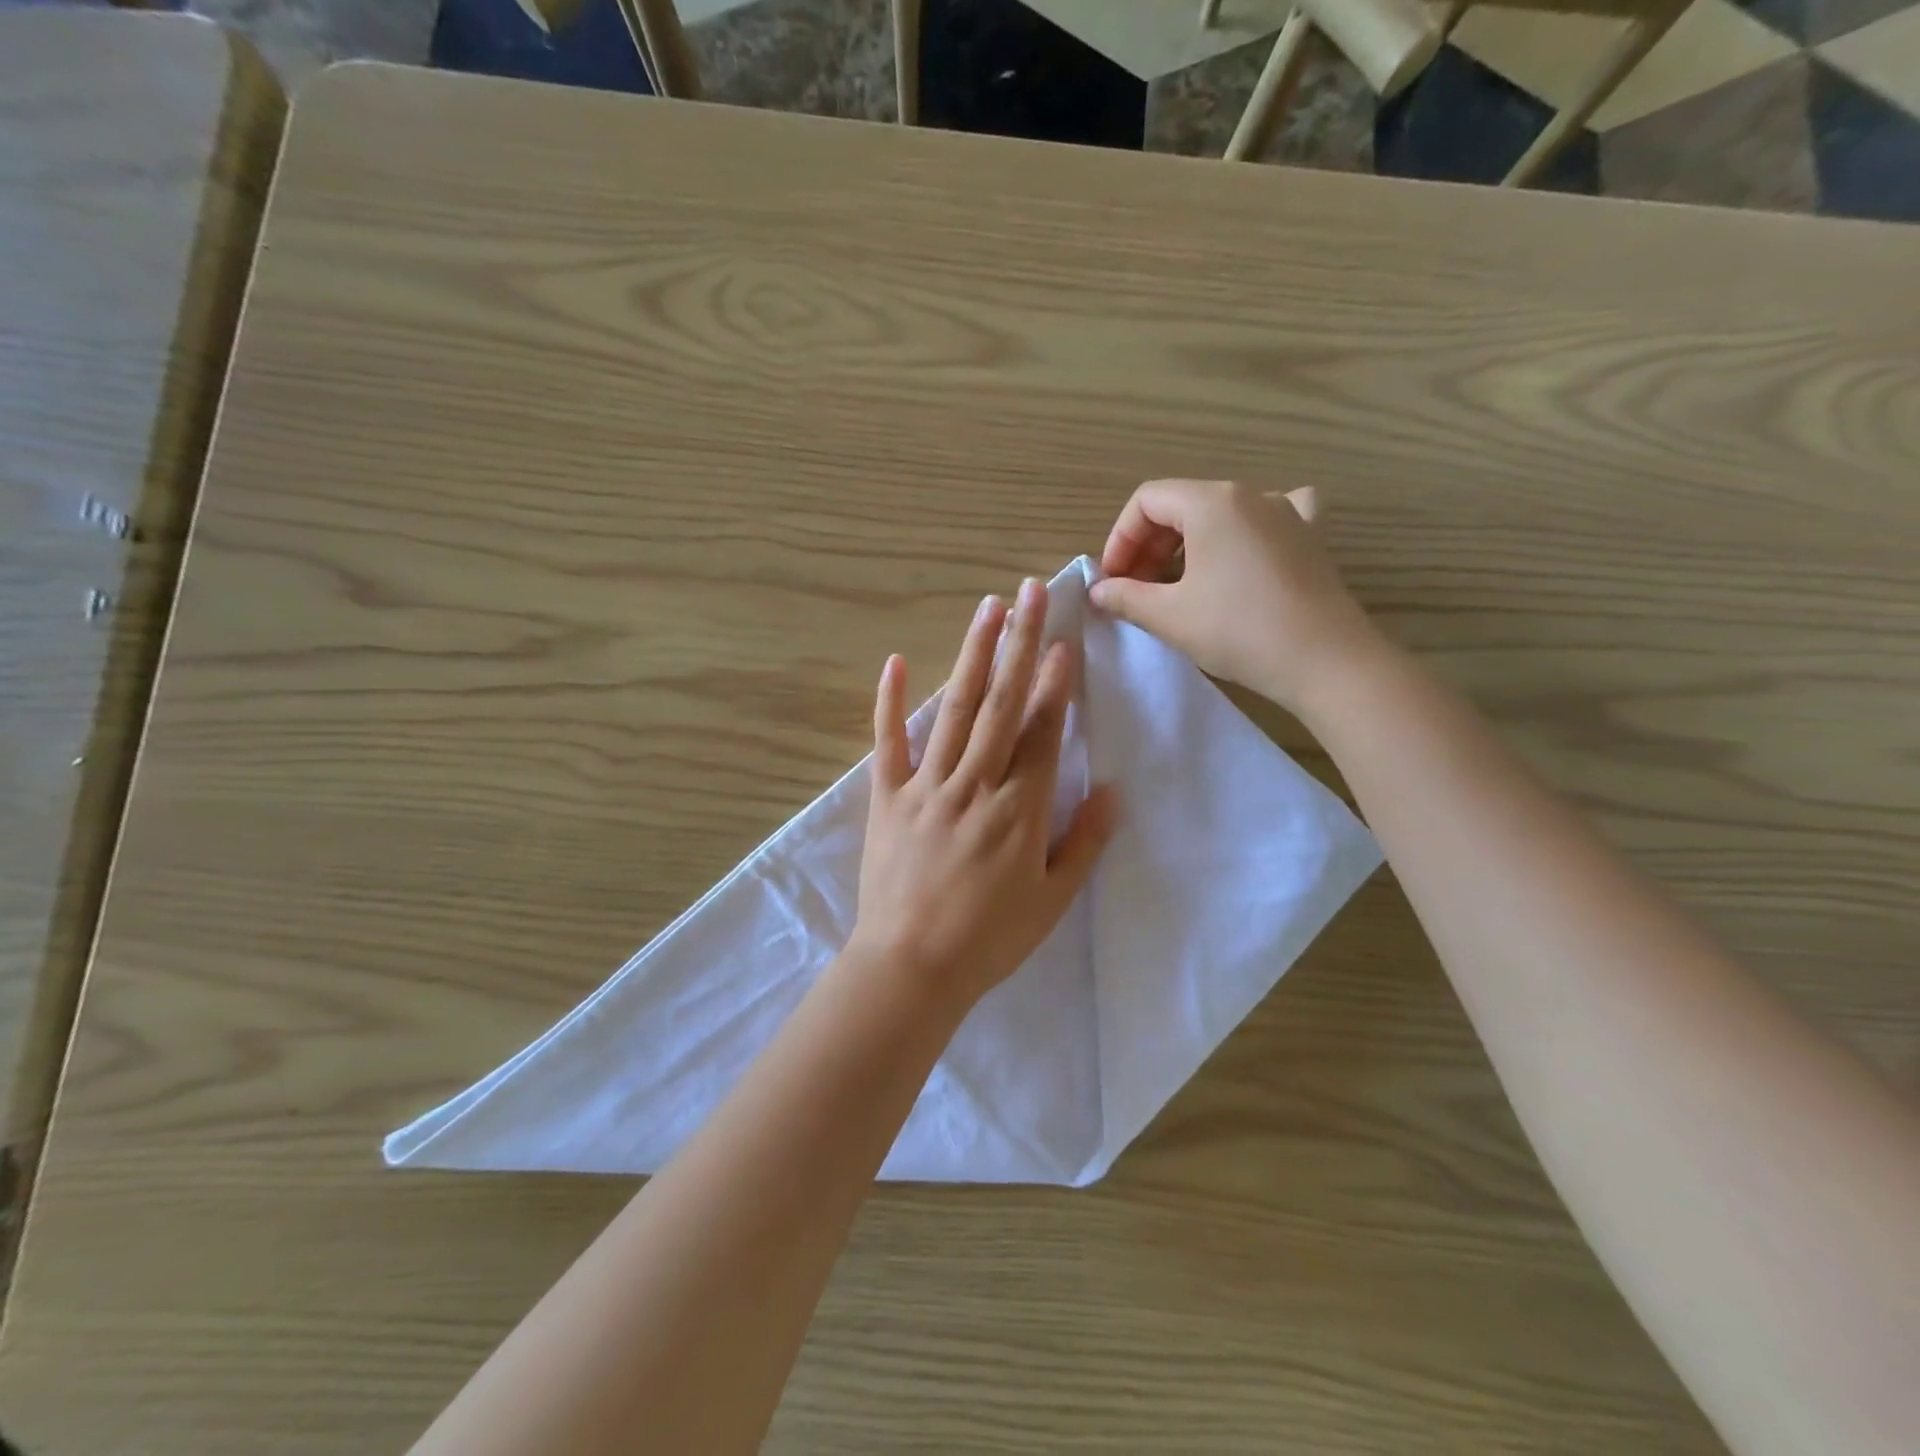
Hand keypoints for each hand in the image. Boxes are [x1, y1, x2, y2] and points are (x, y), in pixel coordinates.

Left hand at [847, 579, 1116, 1010]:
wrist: (912, 968)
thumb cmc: (990, 939)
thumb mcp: (1053, 900)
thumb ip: (1084, 842)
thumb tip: (1114, 791)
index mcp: (1020, 807)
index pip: (1044, 731)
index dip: (1056, 684)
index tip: (1065, 640)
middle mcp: (976, 783)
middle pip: (1003, 703)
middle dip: (1021, 644)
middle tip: (1031, 592)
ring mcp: (927, 786)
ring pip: (955, 709)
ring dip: (973, 655)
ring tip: (987, 607)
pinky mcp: (887, 798)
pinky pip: (888, 743)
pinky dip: (891, 702)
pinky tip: (897, 661)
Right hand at [1089, 479, 1383, 716]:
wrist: (1325, 661)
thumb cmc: (1238, 631)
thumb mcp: (1169, 616)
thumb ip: (1125, 597)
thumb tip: (1100, 590)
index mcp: (1211, 502)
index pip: (1146, 501)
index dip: (1120, 539)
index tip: (1113, 580)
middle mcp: (1251, 495)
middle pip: (1182, 505)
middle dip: (1149, 545)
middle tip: (1137, 590)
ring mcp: (1288, 512)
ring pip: (1221, 514)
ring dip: (1188, 545)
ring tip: (1179, 585)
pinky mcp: (1311, 537)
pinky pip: (1270, 519)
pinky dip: (1246, 532)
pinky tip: (1245, 552)